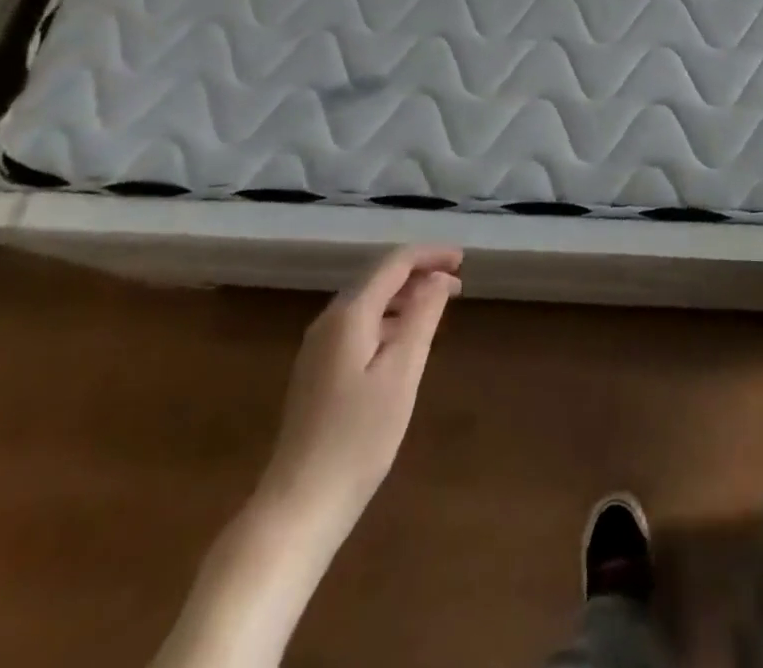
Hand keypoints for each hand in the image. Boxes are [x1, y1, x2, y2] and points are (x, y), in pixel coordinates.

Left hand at [256, 245, 462, 542]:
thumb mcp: (402, 373)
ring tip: (439, 307)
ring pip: (368, 302)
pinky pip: (359, 326)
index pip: (394, 263)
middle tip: (458, 283)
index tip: (463, 261)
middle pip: (378, 278)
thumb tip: (439, 277)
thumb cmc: (358, 438)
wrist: (298, 506)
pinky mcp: (317, 372)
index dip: (430, 255)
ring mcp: (318, 348)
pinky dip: (389, 319)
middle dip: (419, 273)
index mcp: (349, 315)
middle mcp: (329, 321)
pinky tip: (406, 340)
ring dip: (405, 296)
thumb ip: (422, 317)